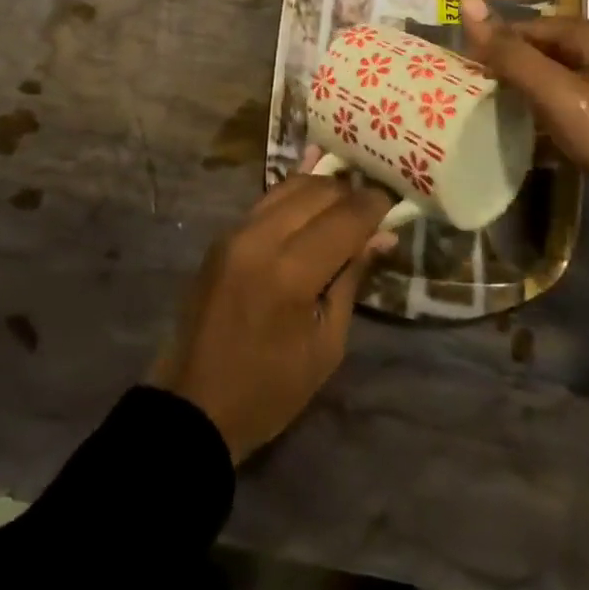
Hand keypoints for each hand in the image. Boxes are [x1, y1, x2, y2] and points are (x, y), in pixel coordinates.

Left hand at [147, 173, 391, 462]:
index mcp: (291, 273)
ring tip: (347, 200)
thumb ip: (351, 279)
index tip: (393, 202)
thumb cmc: (270, 388)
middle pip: (317, 192)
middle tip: (373, 204)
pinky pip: (268, 199)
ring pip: (290, 186)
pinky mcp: (224, 234)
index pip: (343, 218)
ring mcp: (238, 231)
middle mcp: (261, 238)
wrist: (195, 403)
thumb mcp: (326, 345)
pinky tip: (315, 192)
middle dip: (350, 192)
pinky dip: (296, 194)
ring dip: (323, 187)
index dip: (373, 206)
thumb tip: (382, 235)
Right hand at [460, 0, 588, 195]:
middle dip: (508, 72)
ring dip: (527, 96)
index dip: (491, 47)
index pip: (522, 27)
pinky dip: (550, 116)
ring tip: (497, 120)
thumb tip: (466, 2)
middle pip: (540, 52)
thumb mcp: (556, 92)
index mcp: (588, 34)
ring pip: (555, 80)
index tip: (463, 76)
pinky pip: (572, 105)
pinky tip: (535, 139)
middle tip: (475, 100)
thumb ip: (510, 53)